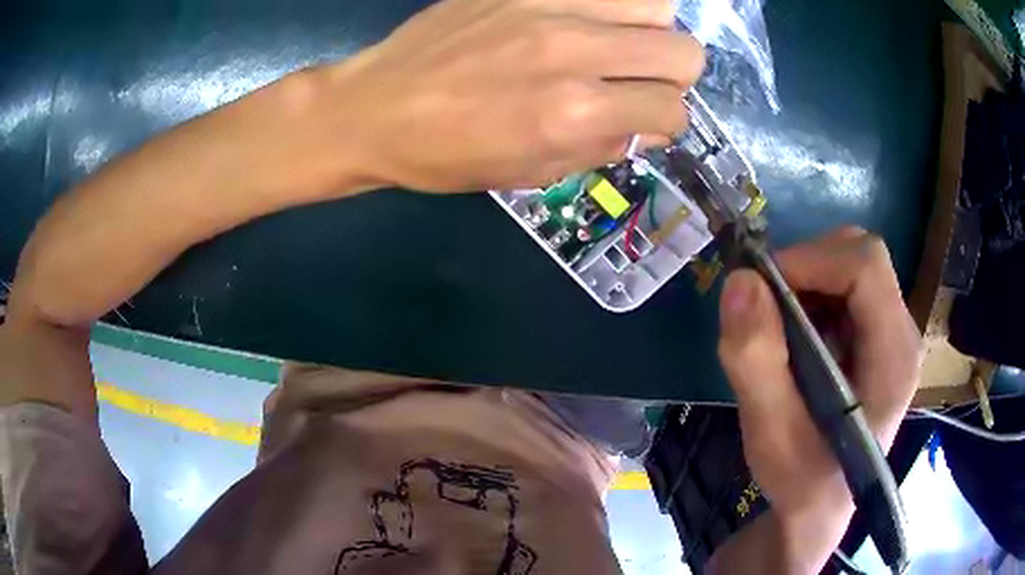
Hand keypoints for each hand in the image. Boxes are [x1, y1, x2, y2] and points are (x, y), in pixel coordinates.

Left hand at [325, 0, 703, 191]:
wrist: (374, 109)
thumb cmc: (446, 155)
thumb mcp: (531, 174)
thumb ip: (601, 147)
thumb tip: (645, 126)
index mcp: (575, 113)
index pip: (672, 111)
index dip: (666, 122)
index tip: (642, 121)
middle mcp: (575, 52)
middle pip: (684, 51)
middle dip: (672, 75)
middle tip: (638, 81)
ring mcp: (550, 8)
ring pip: (656, 5)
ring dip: (649, 31)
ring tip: (615, 45)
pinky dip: (608, 7)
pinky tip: (583, 21)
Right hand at [716, 227, 921, 570]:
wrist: (819, 508)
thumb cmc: (802, 483)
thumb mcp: (771, 436)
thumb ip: (756, 362)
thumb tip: (739, 280)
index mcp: (894, 356)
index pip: (866, 265)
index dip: (811, 259)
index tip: (762, 289)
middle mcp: (902, 333)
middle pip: (861, 255)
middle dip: (806, 266)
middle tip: (765, 306)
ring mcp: (891, 333)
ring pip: (851, 265)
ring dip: (805, 281)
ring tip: (776, 327)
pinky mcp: (876, 337)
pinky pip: (845, 288)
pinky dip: (811, 294)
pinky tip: (793, 336)